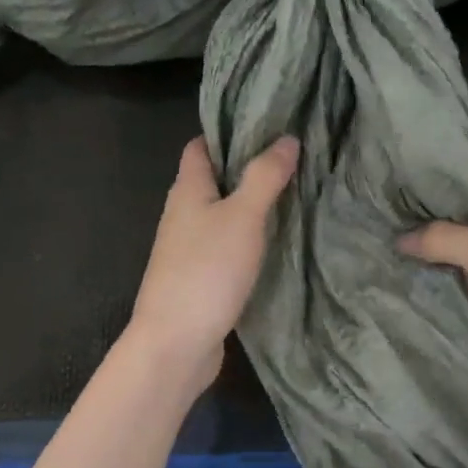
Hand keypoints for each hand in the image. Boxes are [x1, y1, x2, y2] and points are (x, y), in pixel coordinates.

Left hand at [126, 135, 299, 396]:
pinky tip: (275, 241)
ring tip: (292, 194)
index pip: (200, 146)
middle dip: (246, 167)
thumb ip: (264, 177)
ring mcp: (187, 249)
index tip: (267, 123)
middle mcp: (182, 214)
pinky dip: (247, 238)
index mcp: (186, 190)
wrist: (176, 343)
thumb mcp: (242, 217)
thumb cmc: (206, 271)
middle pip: (212, 179)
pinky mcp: (199, 278)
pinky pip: (225, 246)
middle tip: (292, 158)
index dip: (227, 131)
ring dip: (249, 204)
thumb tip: (287, 138)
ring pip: (220, 214)